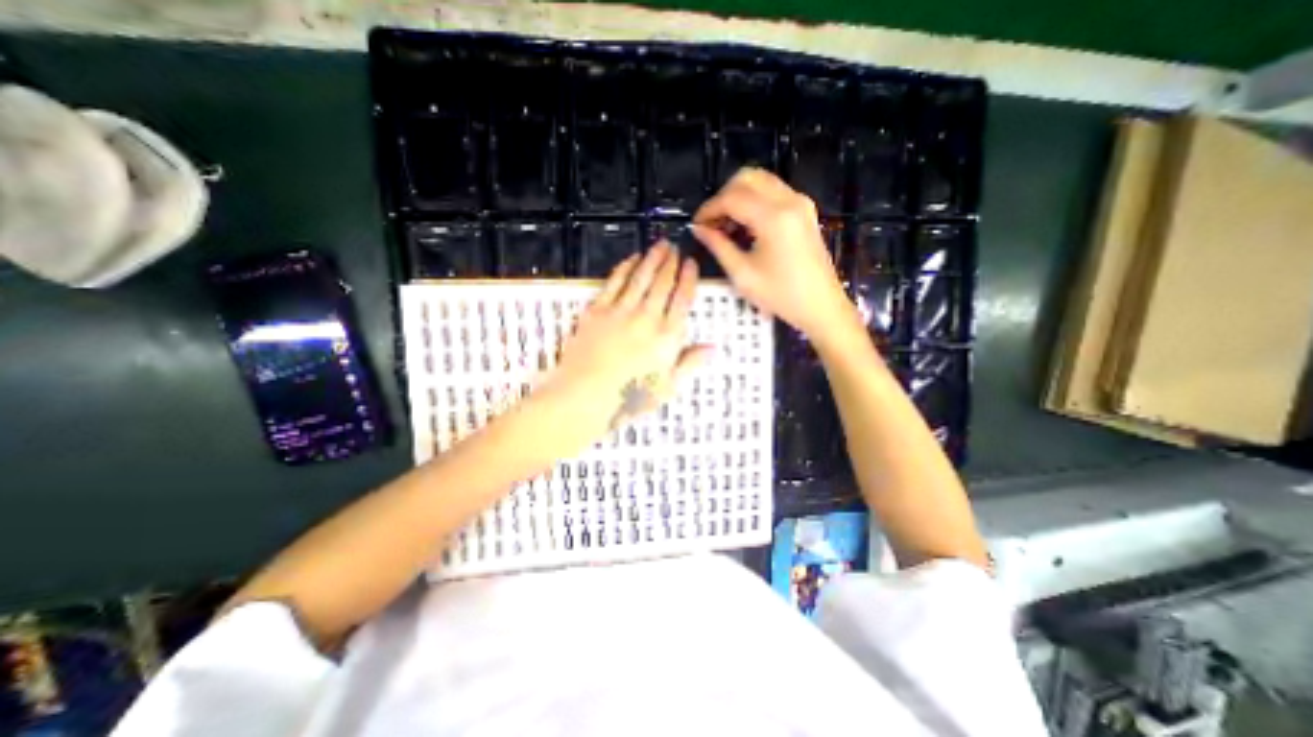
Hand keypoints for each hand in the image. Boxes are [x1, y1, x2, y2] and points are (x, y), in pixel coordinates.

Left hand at [537, 242, 713, 432]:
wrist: (584, 397)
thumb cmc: (629, 398)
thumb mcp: (667, 387)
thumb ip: (690, 363)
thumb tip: (713, 347)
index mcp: (667, 337)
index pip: (682, 299)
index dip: (688, 278)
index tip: (691, 263)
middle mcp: (647, 317)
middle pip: (662, 283)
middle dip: (670, 262)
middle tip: (674, 247)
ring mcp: (620, 311)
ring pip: (640, 278)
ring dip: (651, 259)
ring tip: (659, 245)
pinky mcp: (597, 311)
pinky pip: (614, 283)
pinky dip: (624, 268)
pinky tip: (631, 259)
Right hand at [690, 170, 856, 344]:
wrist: (821, 306)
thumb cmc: (780, 295)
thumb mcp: (743, 274)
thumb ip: (718, 246)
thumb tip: (699, 229)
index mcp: (773, 217)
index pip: (732, 197)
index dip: (709, 208)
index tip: (696, 224)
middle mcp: (789, 200)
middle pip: (747, 178)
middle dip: (723, 196)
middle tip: (712, 223)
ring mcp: (800, 202)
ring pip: (761, 181)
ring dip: (739, 196)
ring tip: (726, 225)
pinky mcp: (805, 210)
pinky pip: (773, 192)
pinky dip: (754, 200)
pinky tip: (745, 225)